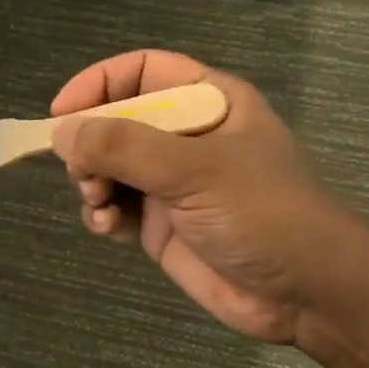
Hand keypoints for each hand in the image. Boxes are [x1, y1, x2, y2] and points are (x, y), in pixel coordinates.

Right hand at [51, 51, 368, 344]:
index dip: (99, 84)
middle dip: (90, 145)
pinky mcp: (159, 224)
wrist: (307, 296)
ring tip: (100, 203)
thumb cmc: (263, 215)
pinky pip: (113, 206)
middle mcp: (184, 137)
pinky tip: (107, 227)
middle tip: (85, 173)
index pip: (141, 72)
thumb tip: (61, 132)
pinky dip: (100, 213)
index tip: (62, 114)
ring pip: (106, 166)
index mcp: (208, 103)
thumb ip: (124, 147)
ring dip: (90, 182)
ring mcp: (170, 183)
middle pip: (114, 120)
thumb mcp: (196, 170)